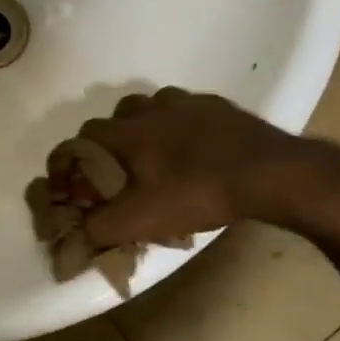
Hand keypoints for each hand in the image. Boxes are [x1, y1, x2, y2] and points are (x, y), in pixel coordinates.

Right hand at [73, 88, 303, 248]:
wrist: (268, 172)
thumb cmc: (197, 192)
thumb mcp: (142, 220)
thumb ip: (99, 228)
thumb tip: (71, 238)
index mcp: (127, 131)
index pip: (83, 136)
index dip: (72, 158)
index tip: (74, 180)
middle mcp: (151, 108)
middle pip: (117, 116)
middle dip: (112, 141)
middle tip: (121, 171)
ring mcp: (187, 102)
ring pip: (153, 108)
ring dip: (147, 128)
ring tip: (158, 157)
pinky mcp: (217, 106)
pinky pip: (188, 111)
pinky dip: (182, 126)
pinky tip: (195, 150)